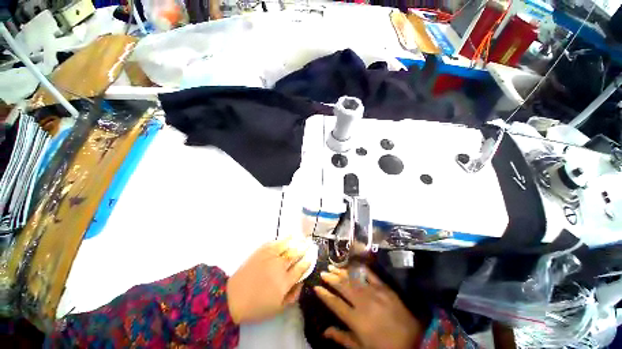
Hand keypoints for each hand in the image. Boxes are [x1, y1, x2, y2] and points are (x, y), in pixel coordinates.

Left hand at [227, 237, 311, 323]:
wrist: (233, 297)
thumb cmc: (256, 306)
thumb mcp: (278, 308)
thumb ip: (293, 296)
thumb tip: (301, 282)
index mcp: (285, 282)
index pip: (301, 268)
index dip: (308, 261)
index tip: (311, 256)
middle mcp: (280, 267)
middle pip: (296, 254)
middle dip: (305, 248)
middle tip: (310, 243)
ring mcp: (270, 257)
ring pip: (287, 245)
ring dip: (297, 241)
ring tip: (303, 237)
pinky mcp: (261, 251)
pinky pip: (275, 242)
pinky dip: (284, 239)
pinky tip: (289, 236)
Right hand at [314, 266, 421, 348]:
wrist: (415, 341)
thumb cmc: (385, 347)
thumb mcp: (362, 348)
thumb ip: (342, 338)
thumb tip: (325, 332)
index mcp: (357, 320)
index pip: (335, 304)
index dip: (325, 295)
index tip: (316, 287)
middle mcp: (363, 303)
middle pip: (343, 287)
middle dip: (331, 279)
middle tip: (323, 272)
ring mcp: (374, 292)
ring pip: (353, 278)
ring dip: (341, 272)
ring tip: (332, 266)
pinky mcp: (384, 287)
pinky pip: (369, 274)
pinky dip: (359, 269)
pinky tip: (352, 264)